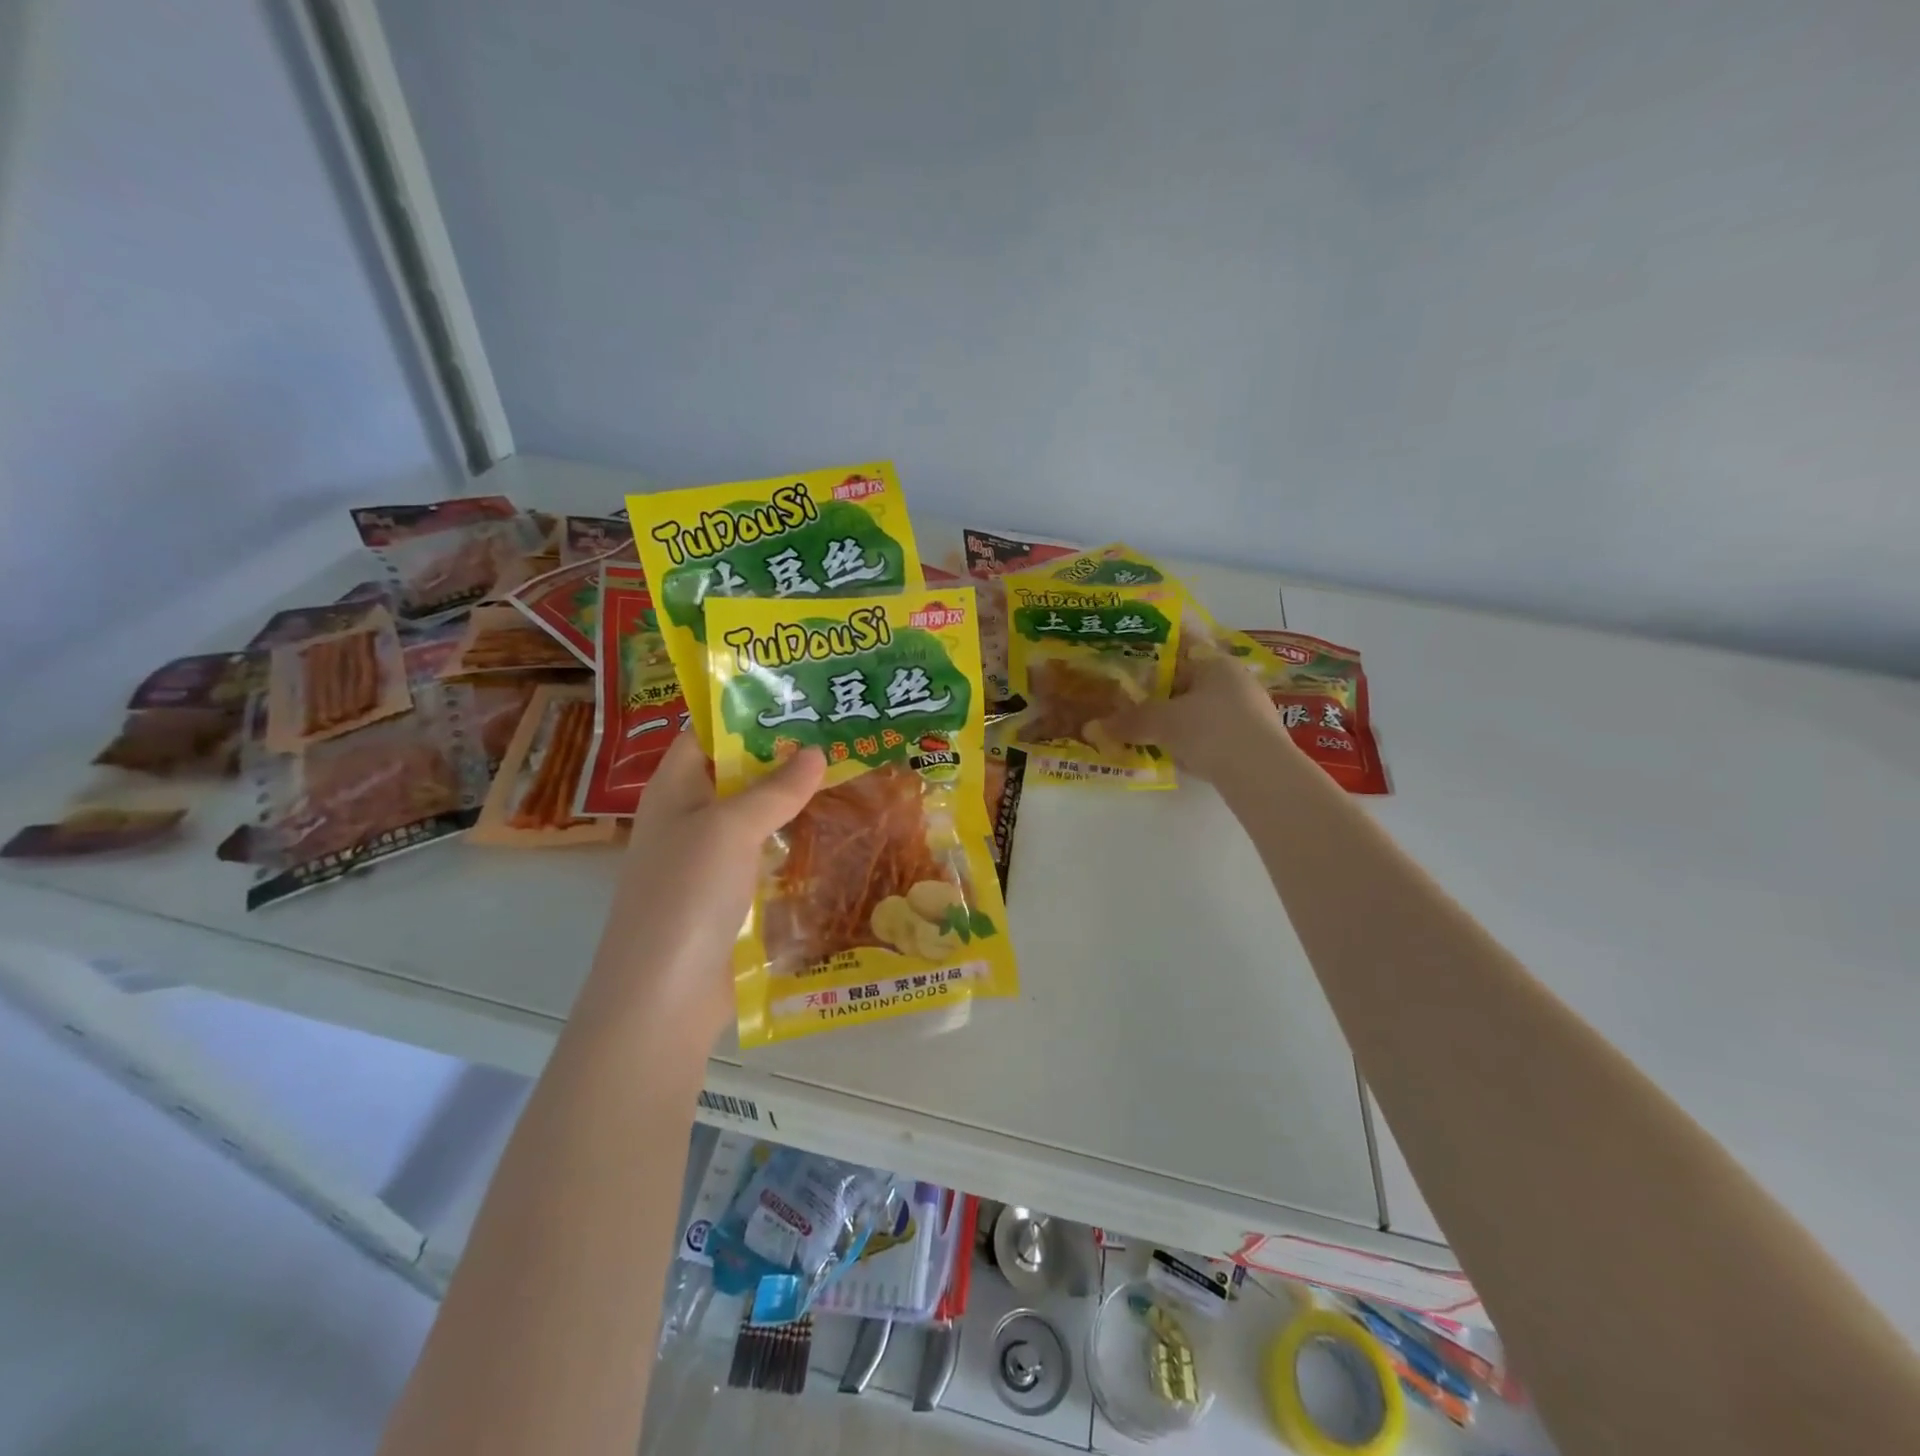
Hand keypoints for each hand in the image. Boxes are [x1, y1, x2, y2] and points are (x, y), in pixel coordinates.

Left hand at [582, 731, 824, 1045]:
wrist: (663, 996)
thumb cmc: (686, 894)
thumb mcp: (729, 828)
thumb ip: (774, 788)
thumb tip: (816, 751)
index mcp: (675, 789)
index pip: (708, 733)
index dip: (747, 712)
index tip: (801, 698)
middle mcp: (689, 818)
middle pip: (737, 774)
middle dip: (784, 757)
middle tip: (841, 735)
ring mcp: (709, 862)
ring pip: (756, 818)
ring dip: (795, 803)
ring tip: (851, 777)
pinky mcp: (731, 899)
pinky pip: (766, 858)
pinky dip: (795, 846)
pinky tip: (836, 837)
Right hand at [1089, 650, 1284, 783]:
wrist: (1261, 773)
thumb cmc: (1209, 729)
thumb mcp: (1160, 722)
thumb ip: (1128, 721)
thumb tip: (1092, 727)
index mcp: (1216, 662)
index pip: (1182, 648)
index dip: (1154, 656)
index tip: (1131, 665)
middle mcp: (1236, 680)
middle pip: (1191, 681)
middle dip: (1163, 693)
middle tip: (1132, 703)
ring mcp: (1249, 711)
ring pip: (1202, 709)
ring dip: (1178, 719)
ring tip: (1149, 731)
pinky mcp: (1253, 741)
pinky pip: (1213, 734)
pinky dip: (1194, 740)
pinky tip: (1177, 755)